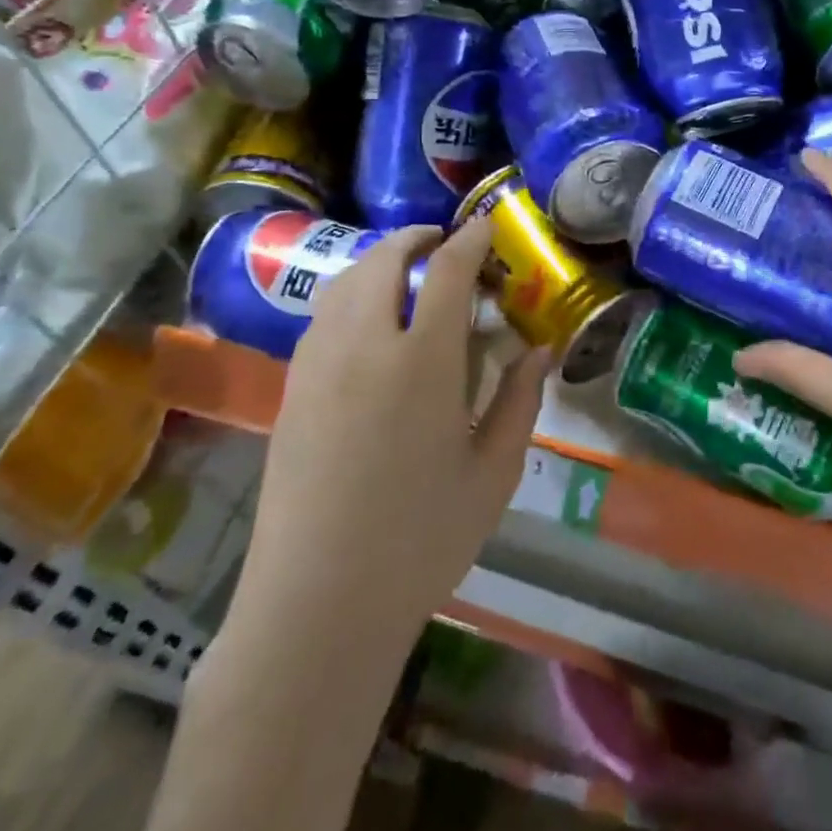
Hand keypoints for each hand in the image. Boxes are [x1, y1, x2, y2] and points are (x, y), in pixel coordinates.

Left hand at [234, 218, 550, 649]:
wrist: (317, 604)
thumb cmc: (421, 540)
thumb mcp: (493, 471)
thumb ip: (519, 400)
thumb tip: (539, 350)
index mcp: (422, 362)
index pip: (448, 271)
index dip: (470, 239)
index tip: (486, 226)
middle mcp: (364, 346)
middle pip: (384, 260)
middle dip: (416, 238)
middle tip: (444, 243)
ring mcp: (318, 366)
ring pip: (345, 282)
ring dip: (378, 261)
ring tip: (407, 273)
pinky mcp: (291, 390)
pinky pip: (323, 316)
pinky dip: (351, 294)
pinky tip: (371, 322)